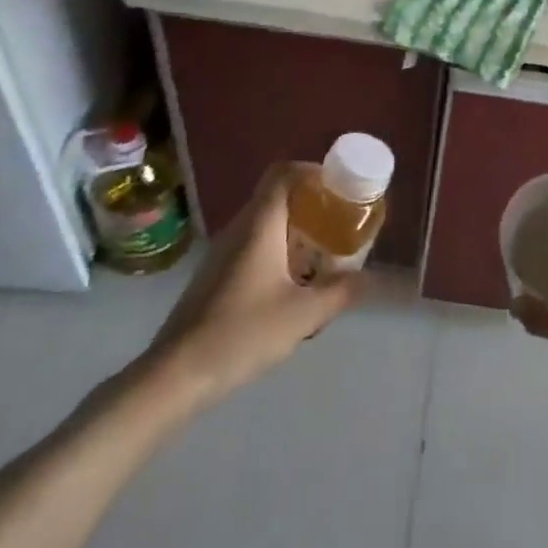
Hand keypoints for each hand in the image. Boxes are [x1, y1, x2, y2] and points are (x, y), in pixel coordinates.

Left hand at [131, 163, 362, 421]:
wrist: (175, 376)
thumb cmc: (242, 334)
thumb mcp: (303, 314)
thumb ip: (341, 292)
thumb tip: (372, 278)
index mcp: (260, 225)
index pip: (284, 173)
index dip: (313, 171)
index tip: (340, 186)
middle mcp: (240, 229)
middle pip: (278, 195)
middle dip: (312, 201)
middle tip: (341, 219)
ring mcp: (224, 252)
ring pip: (266, 222)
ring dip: (297, 227)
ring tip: (326, 251)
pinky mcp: (217, 274)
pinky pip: (255, 244)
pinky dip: (280, 248)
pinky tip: (295, 282)